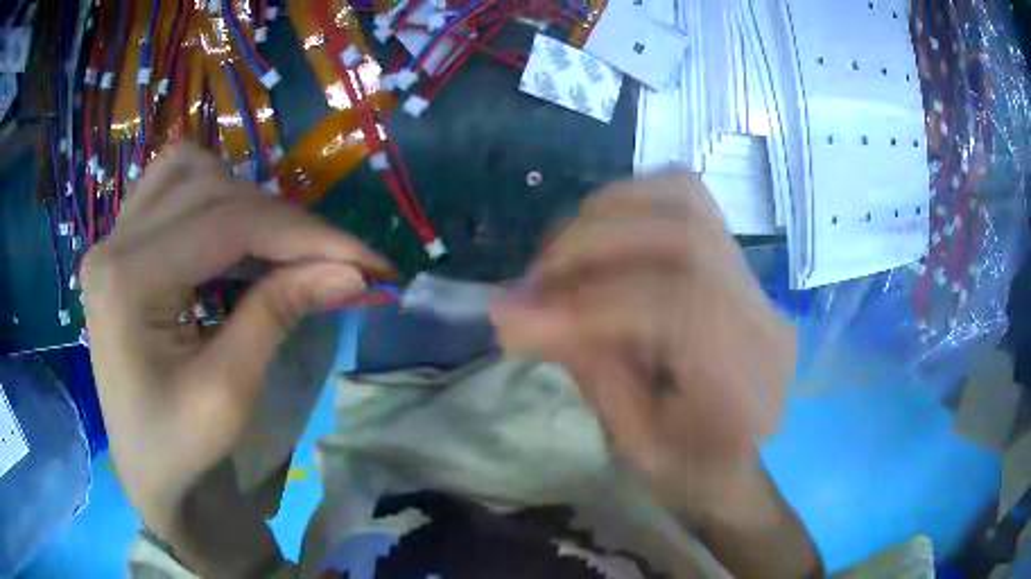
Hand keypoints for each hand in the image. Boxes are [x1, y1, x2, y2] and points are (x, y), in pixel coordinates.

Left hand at [82, 145, 391, 530]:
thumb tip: (350, 270)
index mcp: (127, 283)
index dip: (303, 235)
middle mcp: (114, 243)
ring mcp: (113, 236)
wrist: (144, 465)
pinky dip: (213, 195)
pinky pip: (171, 184)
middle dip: (282, 220)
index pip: (227, 224)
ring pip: (190, 169)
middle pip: (212, 188)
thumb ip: (279, 313)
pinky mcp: (121, 242)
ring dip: (244, 199)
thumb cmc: (179, 445)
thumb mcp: (230, 393)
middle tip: (331, 261)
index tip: (365, 258)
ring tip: (277, 247)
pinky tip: (232, 233)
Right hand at [490, 173, 795, 518]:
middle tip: (534, 281)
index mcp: (750, 383)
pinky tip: (596, 235)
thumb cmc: (692, 468)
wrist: (744, 453)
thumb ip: (587, 371)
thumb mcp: (635, 443)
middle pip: (683, 238)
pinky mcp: (736, 259)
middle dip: (591, 249)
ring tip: (558, 257)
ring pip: (684, 202)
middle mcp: (762, 315)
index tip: (517, 319)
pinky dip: (630, 203)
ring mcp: (753, 278)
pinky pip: (685, 198)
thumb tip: (513, 312)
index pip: (678, 309)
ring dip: (606, 217)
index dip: (590, 305)